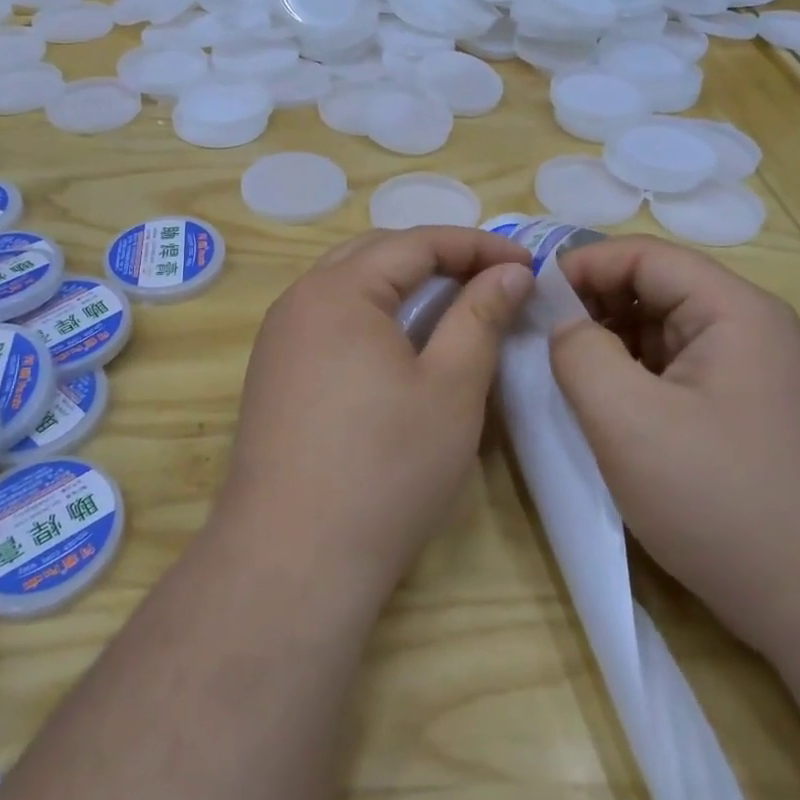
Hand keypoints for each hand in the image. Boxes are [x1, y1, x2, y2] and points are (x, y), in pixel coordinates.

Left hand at [222, 228, 534, 605]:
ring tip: (452, 305)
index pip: (416, 242)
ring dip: (401, 285)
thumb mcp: (451, 388)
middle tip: (491, 279)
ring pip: (347, 286)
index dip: (476, 246)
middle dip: (437, 257)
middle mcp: (298, 300)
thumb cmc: (385, 469)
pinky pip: (328, 320)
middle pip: (376, 254)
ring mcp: (278, 338)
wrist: (292, 557)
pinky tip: (399, 347)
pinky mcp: (272, 374)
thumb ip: (480, 317)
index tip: (527, 264)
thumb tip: (508, 272)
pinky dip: (371, 316)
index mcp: (339, 290)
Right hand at [549, 236, 799, 656]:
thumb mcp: (627, 419)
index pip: (644, 255)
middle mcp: (747, 328)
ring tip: (561, 376)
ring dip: (607, 345)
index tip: (528, 298)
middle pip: (653, 288)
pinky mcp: (738, 412)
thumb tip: (562, 323)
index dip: (582, 266)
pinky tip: (602, 409)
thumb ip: (579, 352)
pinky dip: (629, 378)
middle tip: (536, 339)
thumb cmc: (721, 499)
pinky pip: (671, 372)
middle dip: (591, 306)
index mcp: (733, 310)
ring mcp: (747, 372)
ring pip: (658, 333)